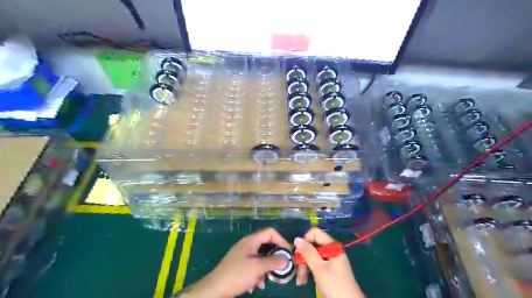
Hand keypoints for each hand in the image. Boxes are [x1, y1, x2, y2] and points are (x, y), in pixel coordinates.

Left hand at [181, 228, 292, 297]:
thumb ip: (273, 262)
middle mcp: (247, 244)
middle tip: (282, 265)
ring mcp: (243, 253)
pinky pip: (253, 264)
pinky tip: (257, 284)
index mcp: (251, 240)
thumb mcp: (257, 268)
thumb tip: (287, 259)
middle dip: (275, 255)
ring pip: (261, 256)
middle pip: (266, 244)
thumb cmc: (237, 274)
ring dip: (266, 266)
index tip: (288, 253)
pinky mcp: (239, 263)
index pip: (270, 232)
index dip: (281, 240)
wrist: (215, 288)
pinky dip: (258, 272)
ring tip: (269, 278)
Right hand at [295, 228, 366, 297]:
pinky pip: (315, 263)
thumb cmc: (335, 285)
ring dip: (304, 266)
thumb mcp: (319, 268)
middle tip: (298, 271)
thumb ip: (308, 252)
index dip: (305, 240)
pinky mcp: (327, 268)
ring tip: (300, 280)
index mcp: (332, 246)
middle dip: (303, 257)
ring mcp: (329, 259)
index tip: (299, 253)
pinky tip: (304, 280)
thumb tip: (296, 238)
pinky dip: (308, 270)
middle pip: (312, 245)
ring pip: (311, 255)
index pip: (315, 233)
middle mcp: (331, 249)